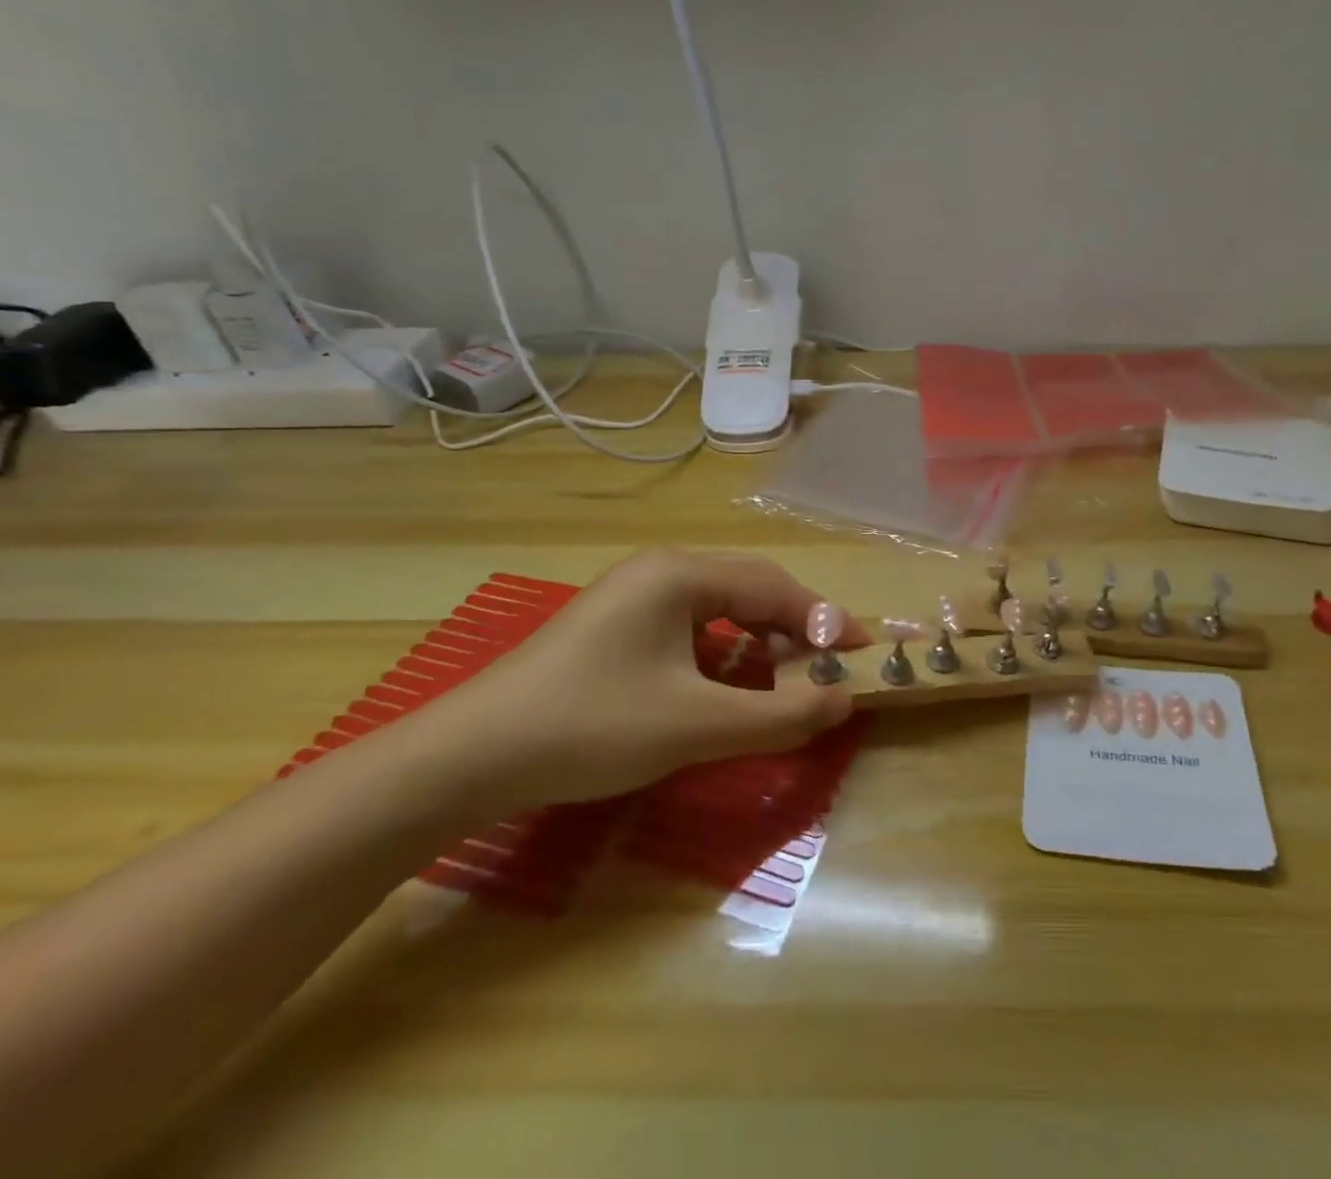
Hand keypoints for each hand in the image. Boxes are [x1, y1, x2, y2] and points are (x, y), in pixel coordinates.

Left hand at [419, 550, 867, 812]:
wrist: (467, 759)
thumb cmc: (592, 727)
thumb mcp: (697, 725)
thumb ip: (780, 714)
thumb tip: (844, 701)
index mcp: (681, 574)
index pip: (775, 587)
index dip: (825, 620)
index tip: (863, 651)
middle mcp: (659, 570)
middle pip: (750, 588)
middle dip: (795, 627)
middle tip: (829, 666)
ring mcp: (631, 596)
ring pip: (719, 607)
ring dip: (759, 639)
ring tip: (786, 677)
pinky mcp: (614, 626)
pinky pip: (689, 626)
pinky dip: (723, 651)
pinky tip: (726, 683)